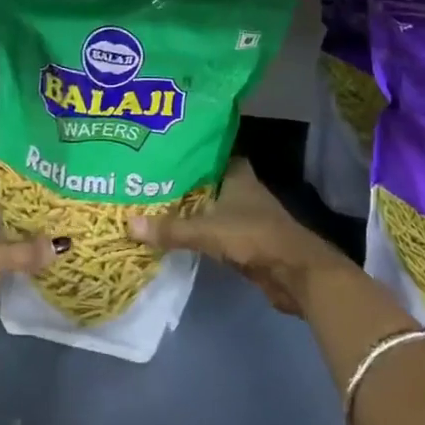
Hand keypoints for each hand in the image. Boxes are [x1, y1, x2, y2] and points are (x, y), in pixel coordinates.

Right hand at [129, 158, 347, 314]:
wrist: (297, 274)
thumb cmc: (255, 237)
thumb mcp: (207, 230)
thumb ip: (170, 229)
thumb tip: (128, 224)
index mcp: (236, 173)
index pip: (208, 152)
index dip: (186, 150)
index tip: (159, 150)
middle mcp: (241, 189)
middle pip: (205, 179)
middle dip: (180, 180)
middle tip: (146, 177)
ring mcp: (245, 215)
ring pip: (209, 205)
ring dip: (188, 207)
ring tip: (152, 202)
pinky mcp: (245, 240)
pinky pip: (213, 229)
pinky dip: (197, 230)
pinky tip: (173, 231)